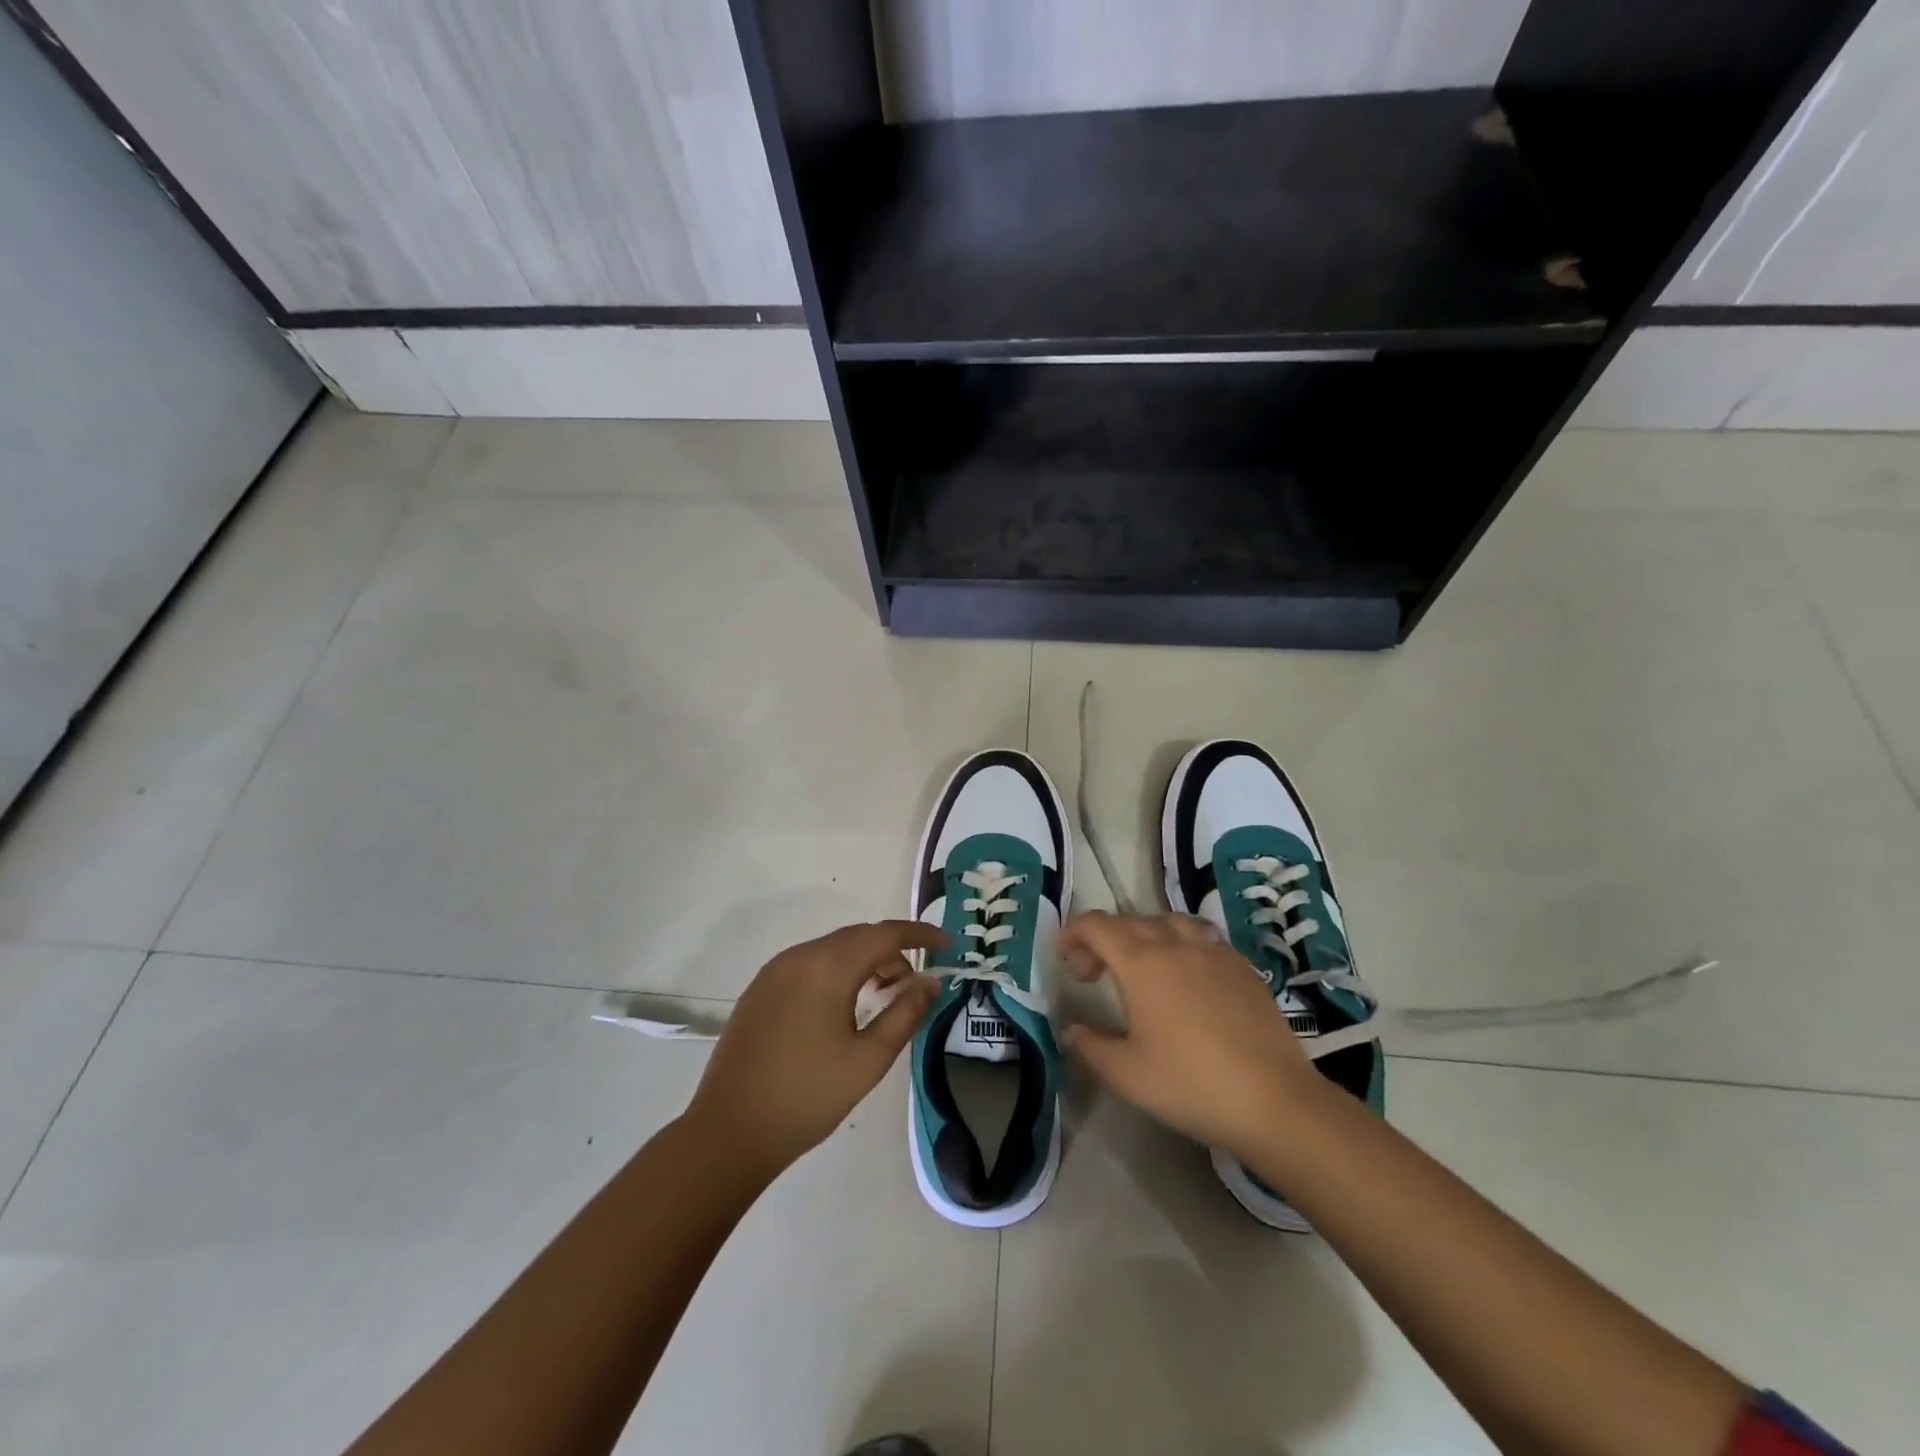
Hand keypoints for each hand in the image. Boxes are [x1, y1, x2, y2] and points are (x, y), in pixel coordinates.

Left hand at [684, 921, 946, 1178]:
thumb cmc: (807, 1097)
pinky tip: (843, 1005)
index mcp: (828, 967)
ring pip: (833, 948)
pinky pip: (809, 962)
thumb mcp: (869, 1060)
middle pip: (858, 936)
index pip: (885, 934)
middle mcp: (800, 956)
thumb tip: (931, 982)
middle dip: (892, 951)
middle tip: (914, 985)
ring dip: (864, 961)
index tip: (946, 945)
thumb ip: (905, 1013)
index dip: (920, 935)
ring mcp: (775, 970)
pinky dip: (837, 970)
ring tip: (882, 996)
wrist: (729, 1131)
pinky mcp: (760, 988)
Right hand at [1057, 910, 1320, 1159]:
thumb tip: (1069, 1030)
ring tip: (1138, 966)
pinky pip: (1201, 938)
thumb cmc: (1190, 1084)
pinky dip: (1179, 945)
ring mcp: (1214, 952)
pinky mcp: (1242, 967)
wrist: (1274, 1100)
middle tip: (1091, 973)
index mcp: (1141, 961)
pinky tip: (1185, 977)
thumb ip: (1090, 1046)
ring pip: (1168, 923)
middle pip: (1129, 921)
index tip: (1062, 954)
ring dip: (1142, 936)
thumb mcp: (1126, 1073)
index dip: (1073, 932)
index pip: (1097, 926)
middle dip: (1103, 939)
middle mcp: (1175, 944)